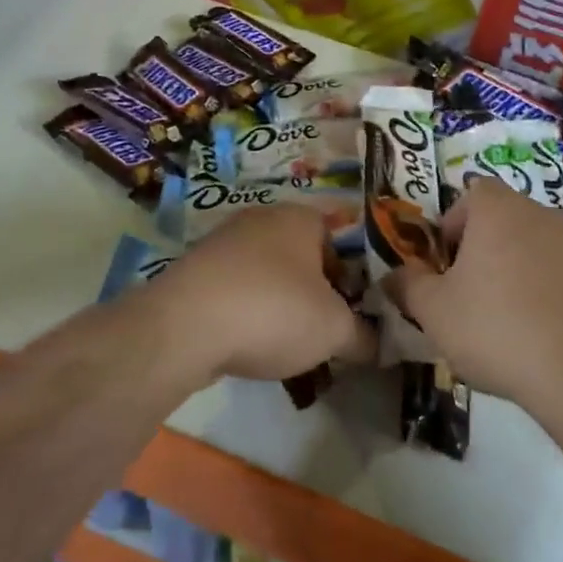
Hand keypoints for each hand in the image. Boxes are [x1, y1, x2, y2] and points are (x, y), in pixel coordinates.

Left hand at [140, 205, 375, 383]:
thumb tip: (377, 344)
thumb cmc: (274, 311)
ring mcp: (223, 241)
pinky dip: (245, 312)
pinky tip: (246, 342)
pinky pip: (235, 289)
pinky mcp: (195, 270)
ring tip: (284, 344)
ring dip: (278, 303)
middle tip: (322, 330)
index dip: (351, 278)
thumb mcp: (335, 330)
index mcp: (300, 217)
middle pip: (301, 256)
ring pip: (266, 273)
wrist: (184, 326)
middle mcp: (261, 218)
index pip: (339, 239)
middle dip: (314, 292)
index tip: (352, 313)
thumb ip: (364, 335)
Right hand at [389, 177, 562, 424]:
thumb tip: (392, 275)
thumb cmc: (496, 330)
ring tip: (511, 315)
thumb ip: (407, 285)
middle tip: (472, 291)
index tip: (447, 264)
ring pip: (539, 244)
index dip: (455, 224)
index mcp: (498, 211)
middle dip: (486, 247)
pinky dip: (555, 290)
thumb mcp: (433, 312)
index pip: (472, 195)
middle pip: (506, 218)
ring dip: (522, 267)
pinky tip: (547, 330)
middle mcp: (542, 214)